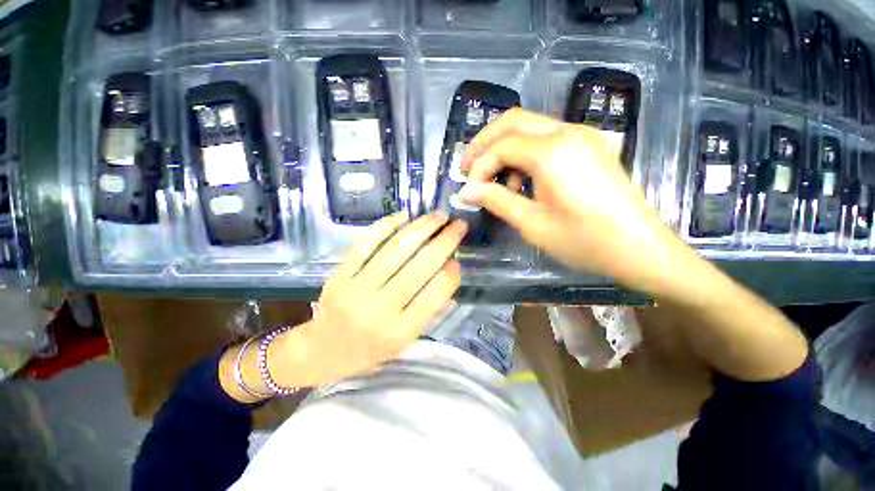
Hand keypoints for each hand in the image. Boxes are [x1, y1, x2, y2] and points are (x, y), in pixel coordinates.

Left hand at [274, 211, 466, 386]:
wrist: (321, 352)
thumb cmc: (369, 350)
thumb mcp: (404, 341)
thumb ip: (428, 310)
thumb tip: (448, 271)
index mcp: (399, 333)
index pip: (433, 296)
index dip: (450, 274)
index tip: (459, 258)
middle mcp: (379, 311)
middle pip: (418, 268)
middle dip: (444, 242)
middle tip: (458, 225)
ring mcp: (356, 290)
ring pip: (394, 251)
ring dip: (420, 228)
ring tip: (437, 216)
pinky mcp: (339, 275)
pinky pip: (365, 244)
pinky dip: (385, 226)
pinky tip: (403, 216)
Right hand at [460, 108, 694, 293]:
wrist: (639, 249)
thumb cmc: (583, 241)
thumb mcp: (532, 224)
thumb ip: (496, 201)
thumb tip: (466, 191)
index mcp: (552, 152)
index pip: (501, 147)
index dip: (479, 167)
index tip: (469, 191)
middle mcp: (568, 132)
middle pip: (513, 121)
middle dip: (485, 142)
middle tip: (469, 168)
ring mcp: (582, 136)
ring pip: (530, 126)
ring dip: (505, 148)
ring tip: (499, 182)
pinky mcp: (589, 146)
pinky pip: (548, 138)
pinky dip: (526, 153)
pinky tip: (525, 180)